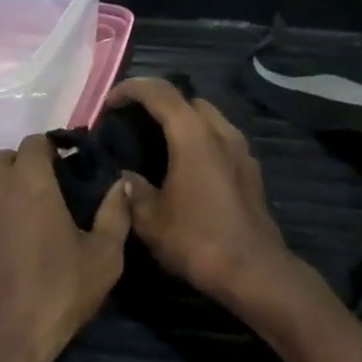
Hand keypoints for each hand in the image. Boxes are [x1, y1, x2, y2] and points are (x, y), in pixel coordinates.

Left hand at [0, 134, 129, 361]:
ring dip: (0, 195)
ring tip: (20, 228)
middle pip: (6, 161)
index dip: (55, 152)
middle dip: (26, 171)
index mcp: (26, 179)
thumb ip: (115, 214)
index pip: (37, 142)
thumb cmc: (52, 297)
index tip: (70, 173)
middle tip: (49, 201)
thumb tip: (121, 186)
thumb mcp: (103, 259)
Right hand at [105, 79, 294, 310]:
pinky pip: (220, 139)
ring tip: (157, 142)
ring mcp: (241, 150)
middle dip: (158, 102)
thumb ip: (132, 189)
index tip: (109, 104)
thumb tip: (124, 176)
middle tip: (133, 121)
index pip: (159, 92)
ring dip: (182, 120)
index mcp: (193, 135)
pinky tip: (184, 166)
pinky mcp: (250, 170)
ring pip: (208, 118)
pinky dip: (199, 139)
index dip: (130, 89)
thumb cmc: (197, 240)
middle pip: (187, 99)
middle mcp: (220, 132)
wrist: (253, 271)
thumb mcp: (149, 219)